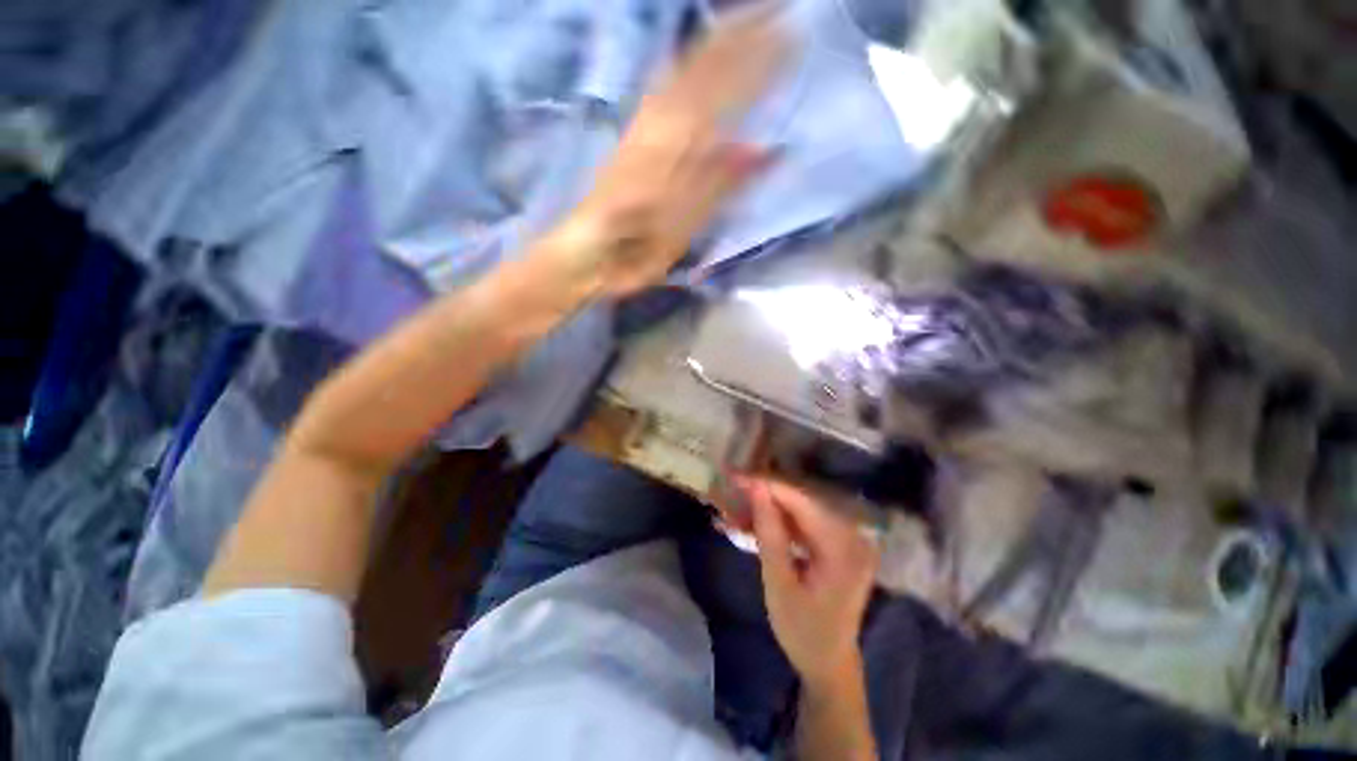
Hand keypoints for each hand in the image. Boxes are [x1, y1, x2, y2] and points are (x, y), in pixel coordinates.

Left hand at [536, 7, 786, 298]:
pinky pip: (660, 90)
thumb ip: (722, 184)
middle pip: (704, 68)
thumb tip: (764, 151)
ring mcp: (644, 125)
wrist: (589, 251)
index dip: (757, 60)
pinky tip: (686, 58)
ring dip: (711, 43)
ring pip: (681, 71)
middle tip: (771, 11)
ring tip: (737, 21)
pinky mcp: (632, 136)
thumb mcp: (687, 225)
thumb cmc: (640, 246)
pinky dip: (679, 67)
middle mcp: (662, 122)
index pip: (726, 88)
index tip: (789, 34)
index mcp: (680, 143)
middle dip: (739, 36)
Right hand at [737, 476, 878, 687]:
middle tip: (731, 486)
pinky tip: (753, 520)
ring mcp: (845, 537)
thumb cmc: (802, 630)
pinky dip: (778, 520)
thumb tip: (756, 488)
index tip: (735, 475)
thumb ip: (769, 532)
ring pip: (799, 508)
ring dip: (768, 505)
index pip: (800, 500)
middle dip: (764, 492)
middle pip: (801, 500)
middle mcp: (850, 533)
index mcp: (842, 546)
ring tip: (736, 503)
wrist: (828, 663)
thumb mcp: (779, 583)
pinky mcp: (835, 542)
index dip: (767, 484)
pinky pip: (803, 522)